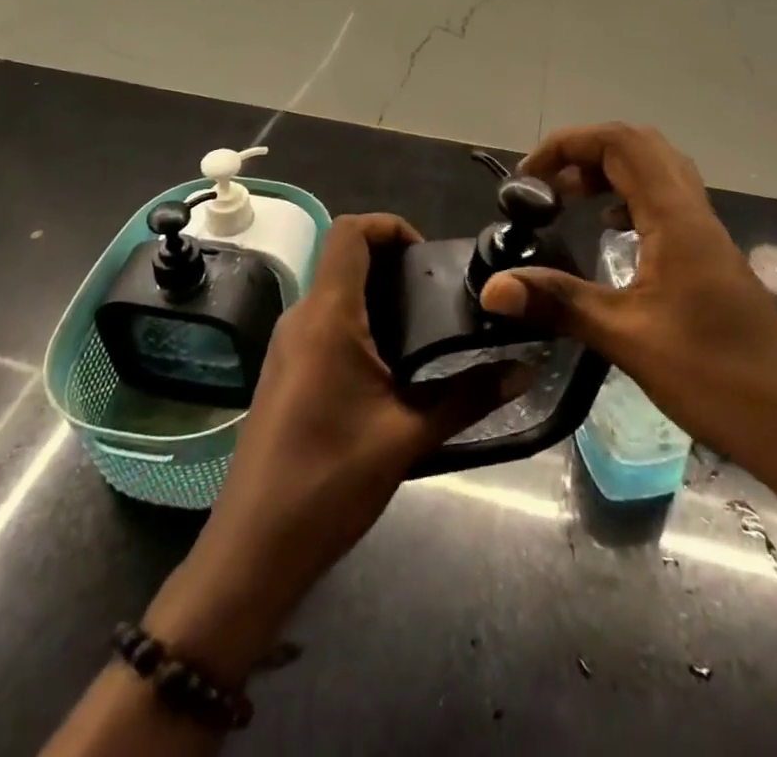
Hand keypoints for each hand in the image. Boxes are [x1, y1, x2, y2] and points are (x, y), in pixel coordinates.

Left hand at [145, 214, 528, 683]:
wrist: (252, 551)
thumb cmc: (328, 481)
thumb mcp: (407, 437)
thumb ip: (468, 397)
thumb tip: (524, 372)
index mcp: (327, 315)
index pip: (350, 231)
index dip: (390, 225)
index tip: (428, 256)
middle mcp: (301, 317)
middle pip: (345, 258)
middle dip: (394, 264)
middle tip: (442, 297)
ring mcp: (287, 345)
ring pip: (336, 293)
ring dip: (379, 296)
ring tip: (427, 331)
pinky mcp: (285, 372)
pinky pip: (325, 324)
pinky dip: (361, 324)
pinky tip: (392, 368)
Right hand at [480, 124, 776, 494]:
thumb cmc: (714, 375)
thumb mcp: (626, 337)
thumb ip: (558, 302)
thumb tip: (491, 288)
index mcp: (675, 216)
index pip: (620, 143)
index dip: (569, 144)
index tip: (528, 177)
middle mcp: (693, 212)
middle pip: (639, 148)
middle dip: (586, 153)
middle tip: (549, 187)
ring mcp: (706, 235)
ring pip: (656, 173)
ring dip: (610, 174)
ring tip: (571, 203)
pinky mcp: (710, 259)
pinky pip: (665, 204)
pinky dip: (629, 202)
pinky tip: (612, 237)